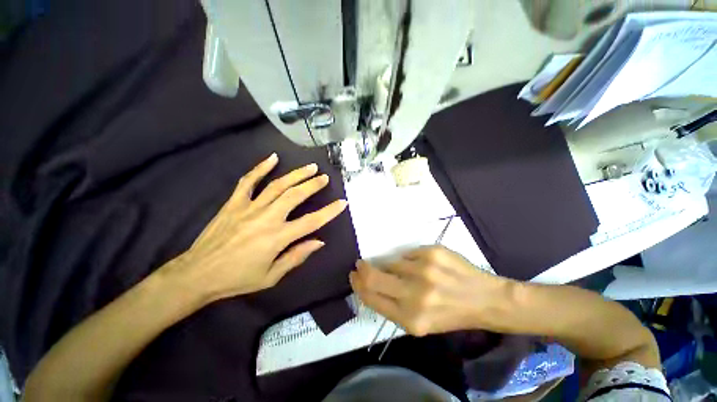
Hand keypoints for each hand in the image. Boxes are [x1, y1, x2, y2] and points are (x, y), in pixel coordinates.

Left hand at [163, 153, 347, 301]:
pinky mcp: (233, 202)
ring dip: (295, 174)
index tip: (342, 202)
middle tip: (325, 178)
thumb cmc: (237, 279)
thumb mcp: (269, 277)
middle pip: (295, 196)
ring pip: (276, 185)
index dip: (329, 212)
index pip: (310, 222)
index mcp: (277, 238)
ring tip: (309, 168)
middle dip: (313, 185)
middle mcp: (266, 217)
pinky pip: (248, 181)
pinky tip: (272, 158)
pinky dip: (260, 168)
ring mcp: (248, 207)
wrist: (202, 271)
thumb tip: (317, 243)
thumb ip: (294, 258)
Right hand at [350, 246, 509, 335]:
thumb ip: (392, 308)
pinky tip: (423, 267)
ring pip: (391, 263)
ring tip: (408, 273)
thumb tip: (370, 285)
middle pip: (373, 277)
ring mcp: (425, 271)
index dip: (358, 286)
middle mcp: (415, 295)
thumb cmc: (450, 316)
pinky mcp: (434, 252)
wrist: (482, 299)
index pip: (371, 298)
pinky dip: (409, 260)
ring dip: (392, 267)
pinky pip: (408, 253)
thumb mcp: (418, 325)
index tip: (353, 277)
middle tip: (361, 266)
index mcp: (409, 319)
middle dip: (362, 270)